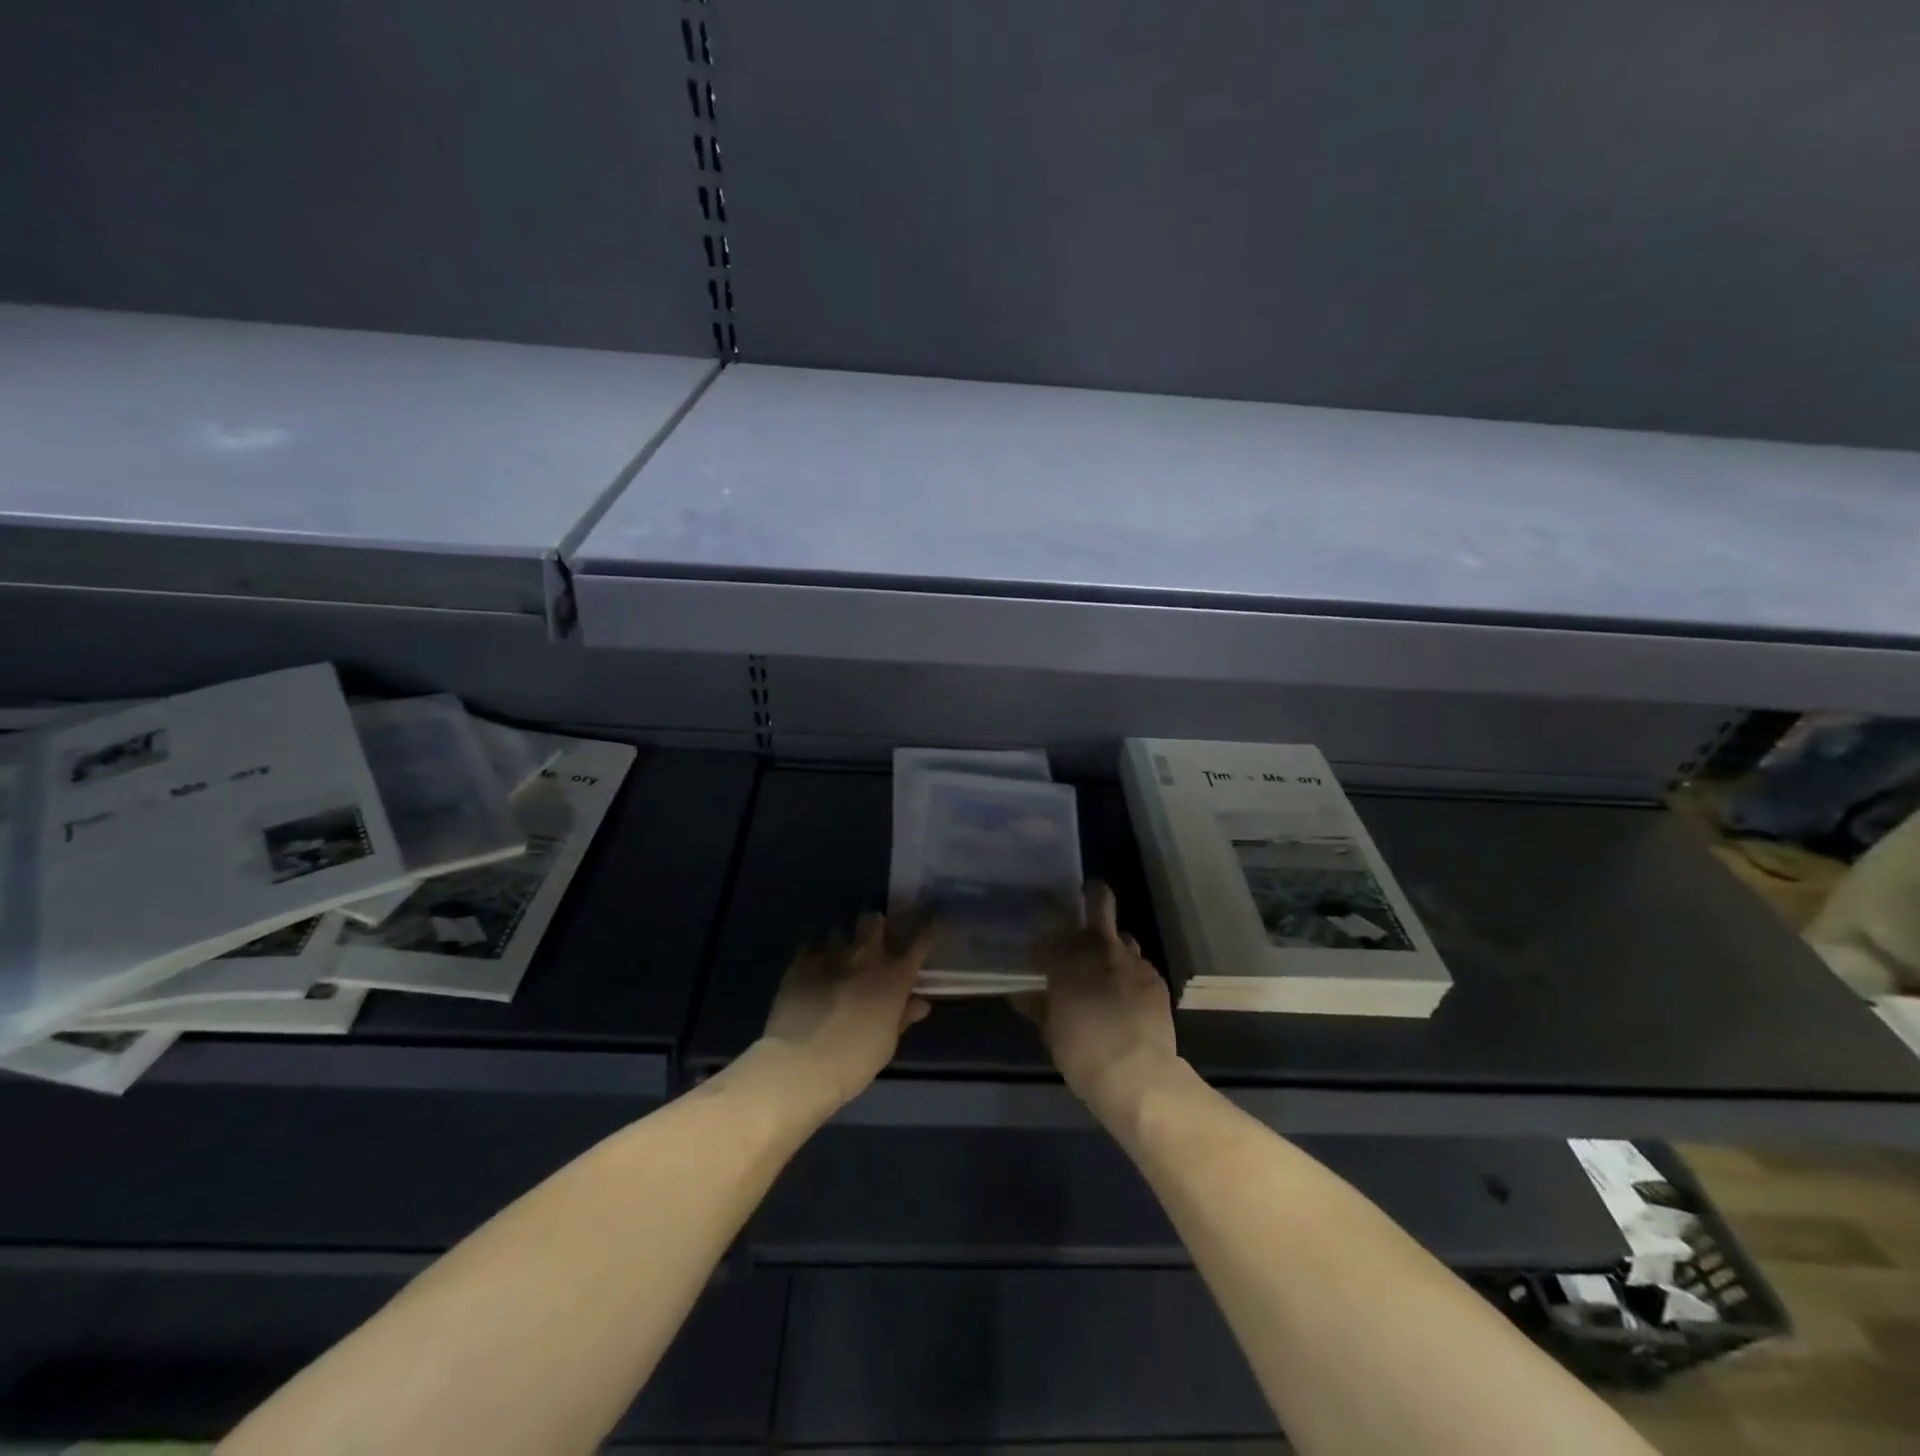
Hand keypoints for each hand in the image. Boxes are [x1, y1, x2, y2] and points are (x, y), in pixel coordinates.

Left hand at [753, 912, 932, 1117]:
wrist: (801, 1064)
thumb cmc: (854, 1061)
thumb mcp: (887, 1043)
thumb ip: (903, 1017)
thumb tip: (920, 1002)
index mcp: (894, 977)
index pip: (920, 942)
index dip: (927, 928)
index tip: (931, 919)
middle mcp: (866, 957)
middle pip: (874, 921)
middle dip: (875, 925)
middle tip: (873, 938)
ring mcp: (831, 956)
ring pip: (840, 930)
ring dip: (842, 941)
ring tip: (838, 956)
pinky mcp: (801, 963)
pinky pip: (810, 947)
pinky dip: (814, 954)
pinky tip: (812, 967)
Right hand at [1015, 883, 1183, 1122]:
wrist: (1136, 1074)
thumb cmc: (1083, 1053)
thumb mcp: (1051, 1032)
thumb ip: (1039, 1006)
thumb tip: (1022, 995)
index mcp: (1068, 958)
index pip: (1050, 934)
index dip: (1044, 942)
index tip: (1039, 954)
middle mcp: (1101, 949)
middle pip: (1100, 903)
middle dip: (1092, 895)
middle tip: (1084, 899)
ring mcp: (1133, 961)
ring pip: (1122, 936)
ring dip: (1112, 944)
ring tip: (1107, 963)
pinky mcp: (1156, 978)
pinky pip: (1139, 965)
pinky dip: (1130, 972)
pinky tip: (1127, 993)